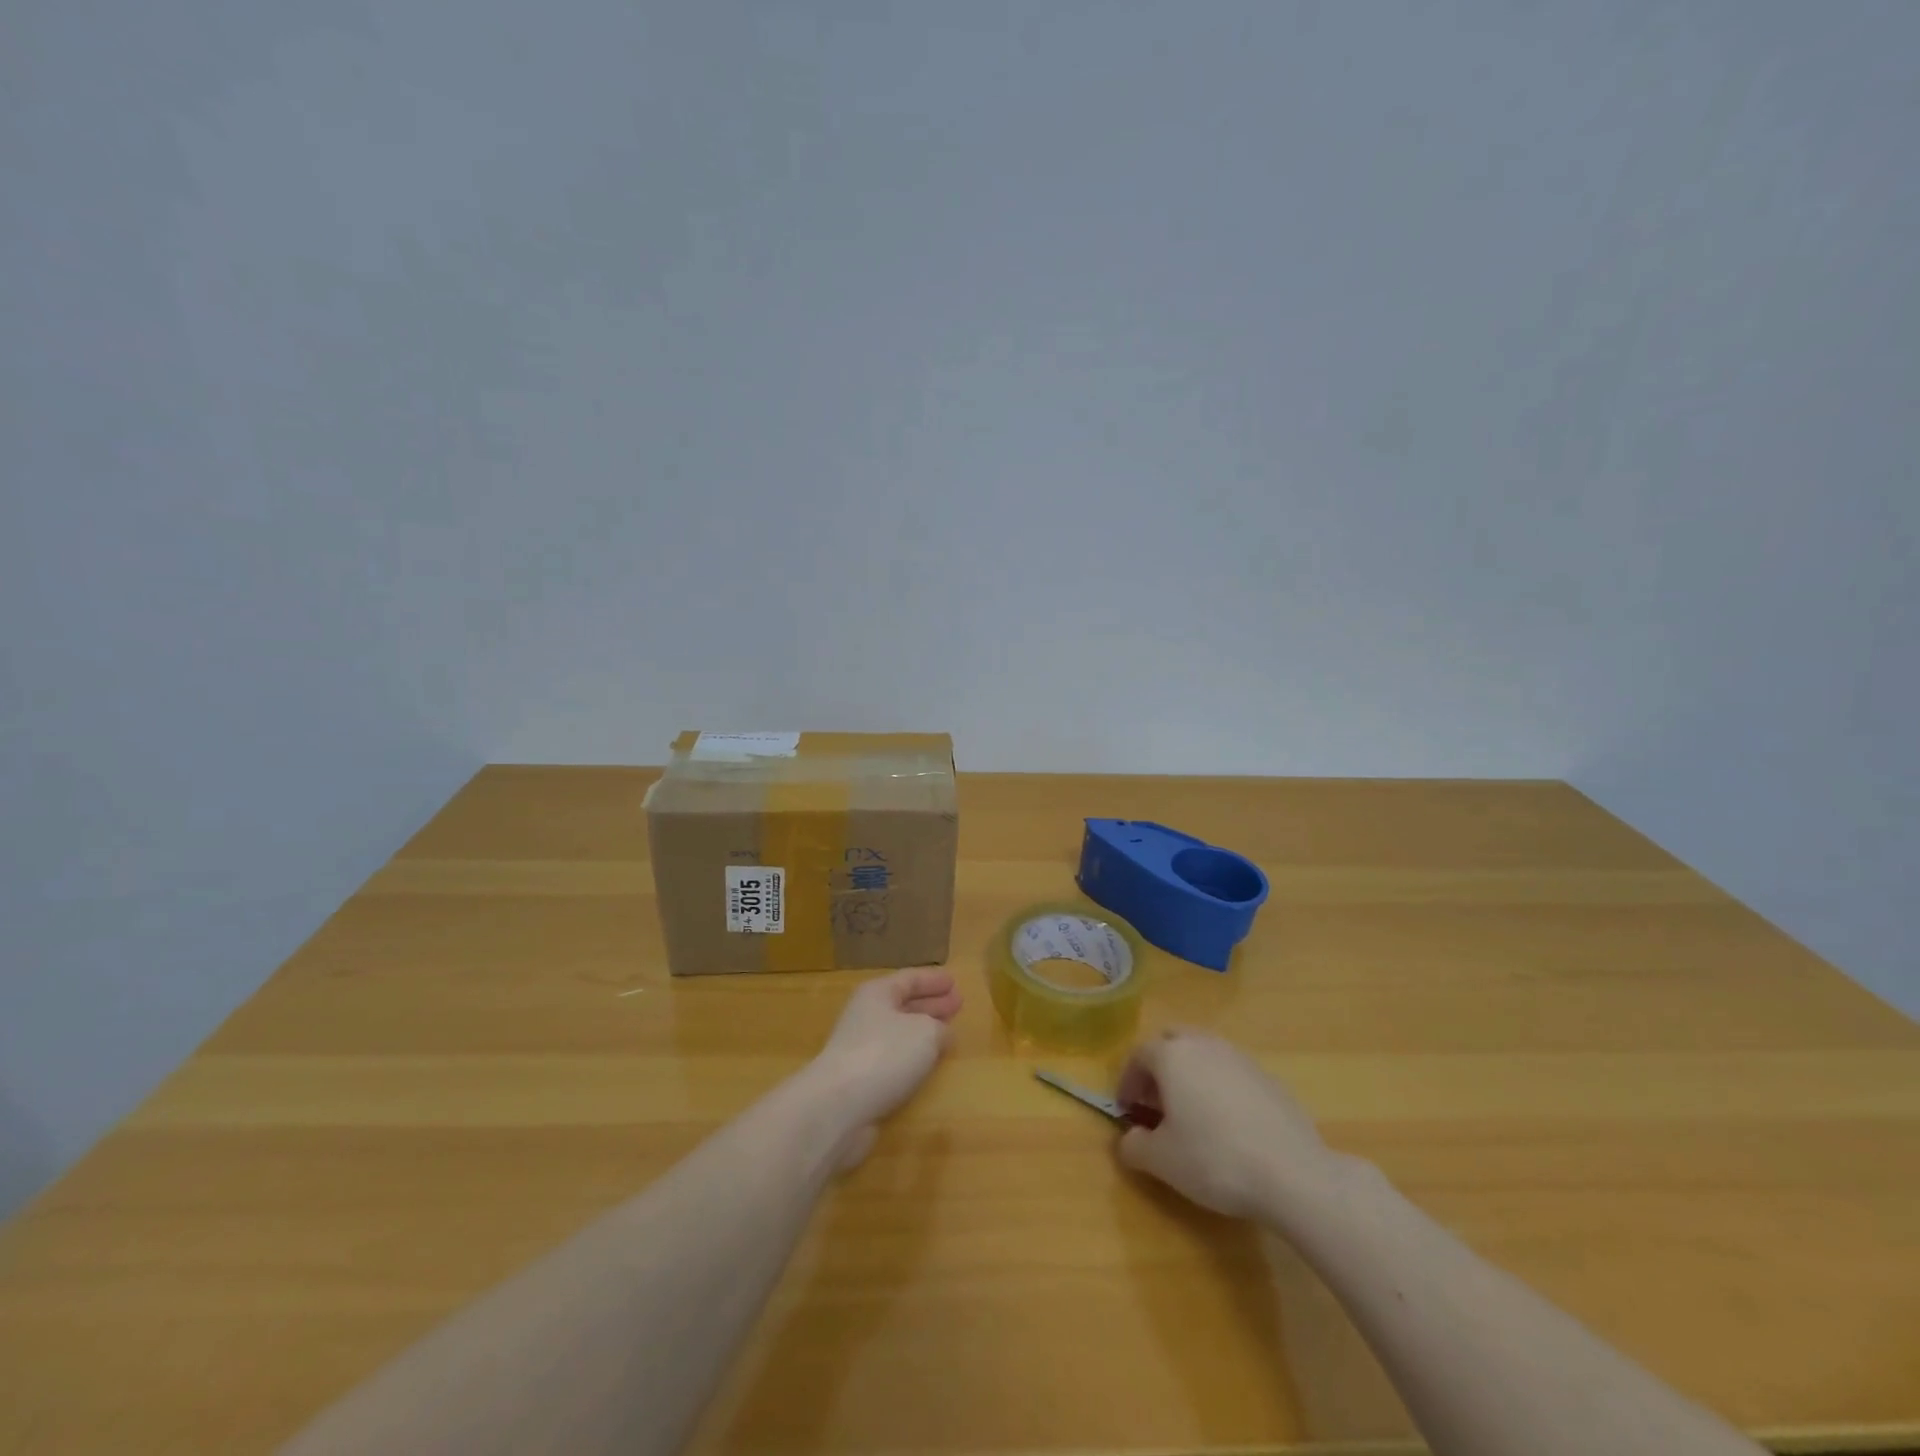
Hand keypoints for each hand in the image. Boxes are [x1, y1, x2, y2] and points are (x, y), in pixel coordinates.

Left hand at [805, 968, 962, 1167]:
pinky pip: (894, 1059)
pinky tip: (929, 1065)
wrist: (837, 1106)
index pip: (910, 979)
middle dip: (932, 1005)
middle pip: (904, 1004)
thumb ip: (940, 1028)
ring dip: (924, 1032)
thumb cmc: (884, 1055)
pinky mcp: (861, 1079)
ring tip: (949, 1033)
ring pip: (900, 1033)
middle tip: (958, 1005)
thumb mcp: (925, 1032)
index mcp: (877, 994)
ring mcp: (861, 1048)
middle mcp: (867, 1016)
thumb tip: (943, 1034)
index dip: (933, 980)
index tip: (955, 982)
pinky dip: (913, 1058)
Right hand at [1114, 1027, 1335, 1220]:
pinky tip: (1228, 1125)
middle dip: (1158, 1067)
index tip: (1126, 1109)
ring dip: (1190, 1074)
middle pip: (1172, 1041)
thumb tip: (1129, 1139)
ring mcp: (1241, 1058)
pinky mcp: (1269, 1079)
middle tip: (1156, 1102)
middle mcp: (1204, 1044)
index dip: (1127, 1080)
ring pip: (1204, 1053)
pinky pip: (1232, 1073)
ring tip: (1191, 1113)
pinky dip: (1220, 1088)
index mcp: (1172, 1055)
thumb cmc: (1214, 1159)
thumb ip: (1134, 1145)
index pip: (1138, 1054)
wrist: (1292, 1174)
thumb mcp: (1161, 1160)